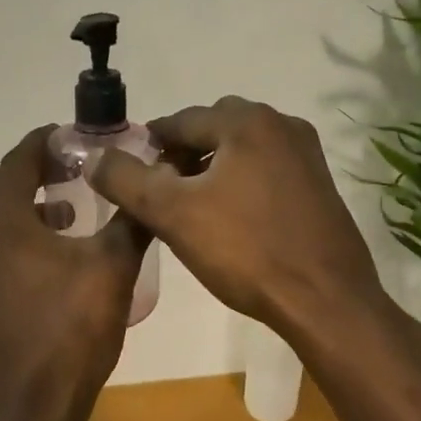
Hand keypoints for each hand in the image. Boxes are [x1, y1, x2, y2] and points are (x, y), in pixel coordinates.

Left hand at [0, 126, 149, 420]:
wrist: (34, 411)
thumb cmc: (72, 331)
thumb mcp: (113, 267)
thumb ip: (132, 218)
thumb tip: (150, 184)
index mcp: (1, 222)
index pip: (18, 160)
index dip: (46, 141)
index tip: (76, 135)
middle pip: (3, 187)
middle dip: (39, 170)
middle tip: (79, 166)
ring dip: (31, 204)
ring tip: (72, 207)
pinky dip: (21, 236)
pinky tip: (56, 254)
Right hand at [88, 97, 384, 341]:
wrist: (325, 299)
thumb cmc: (245, 250)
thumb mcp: (172, 214)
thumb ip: (126, 180)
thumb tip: (95, 157)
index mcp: (246, 122)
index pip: (181, 121)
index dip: (150, 145)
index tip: (132, 174)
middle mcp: (281, 124)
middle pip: (213, 129)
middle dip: (183, 153)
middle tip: (162, 191)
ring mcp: (307, 154)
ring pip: (242, 148)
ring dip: (212, 167)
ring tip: (192, 206)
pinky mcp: (319, 184)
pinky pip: (267, 168)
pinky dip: (241, 181)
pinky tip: (231, 217)